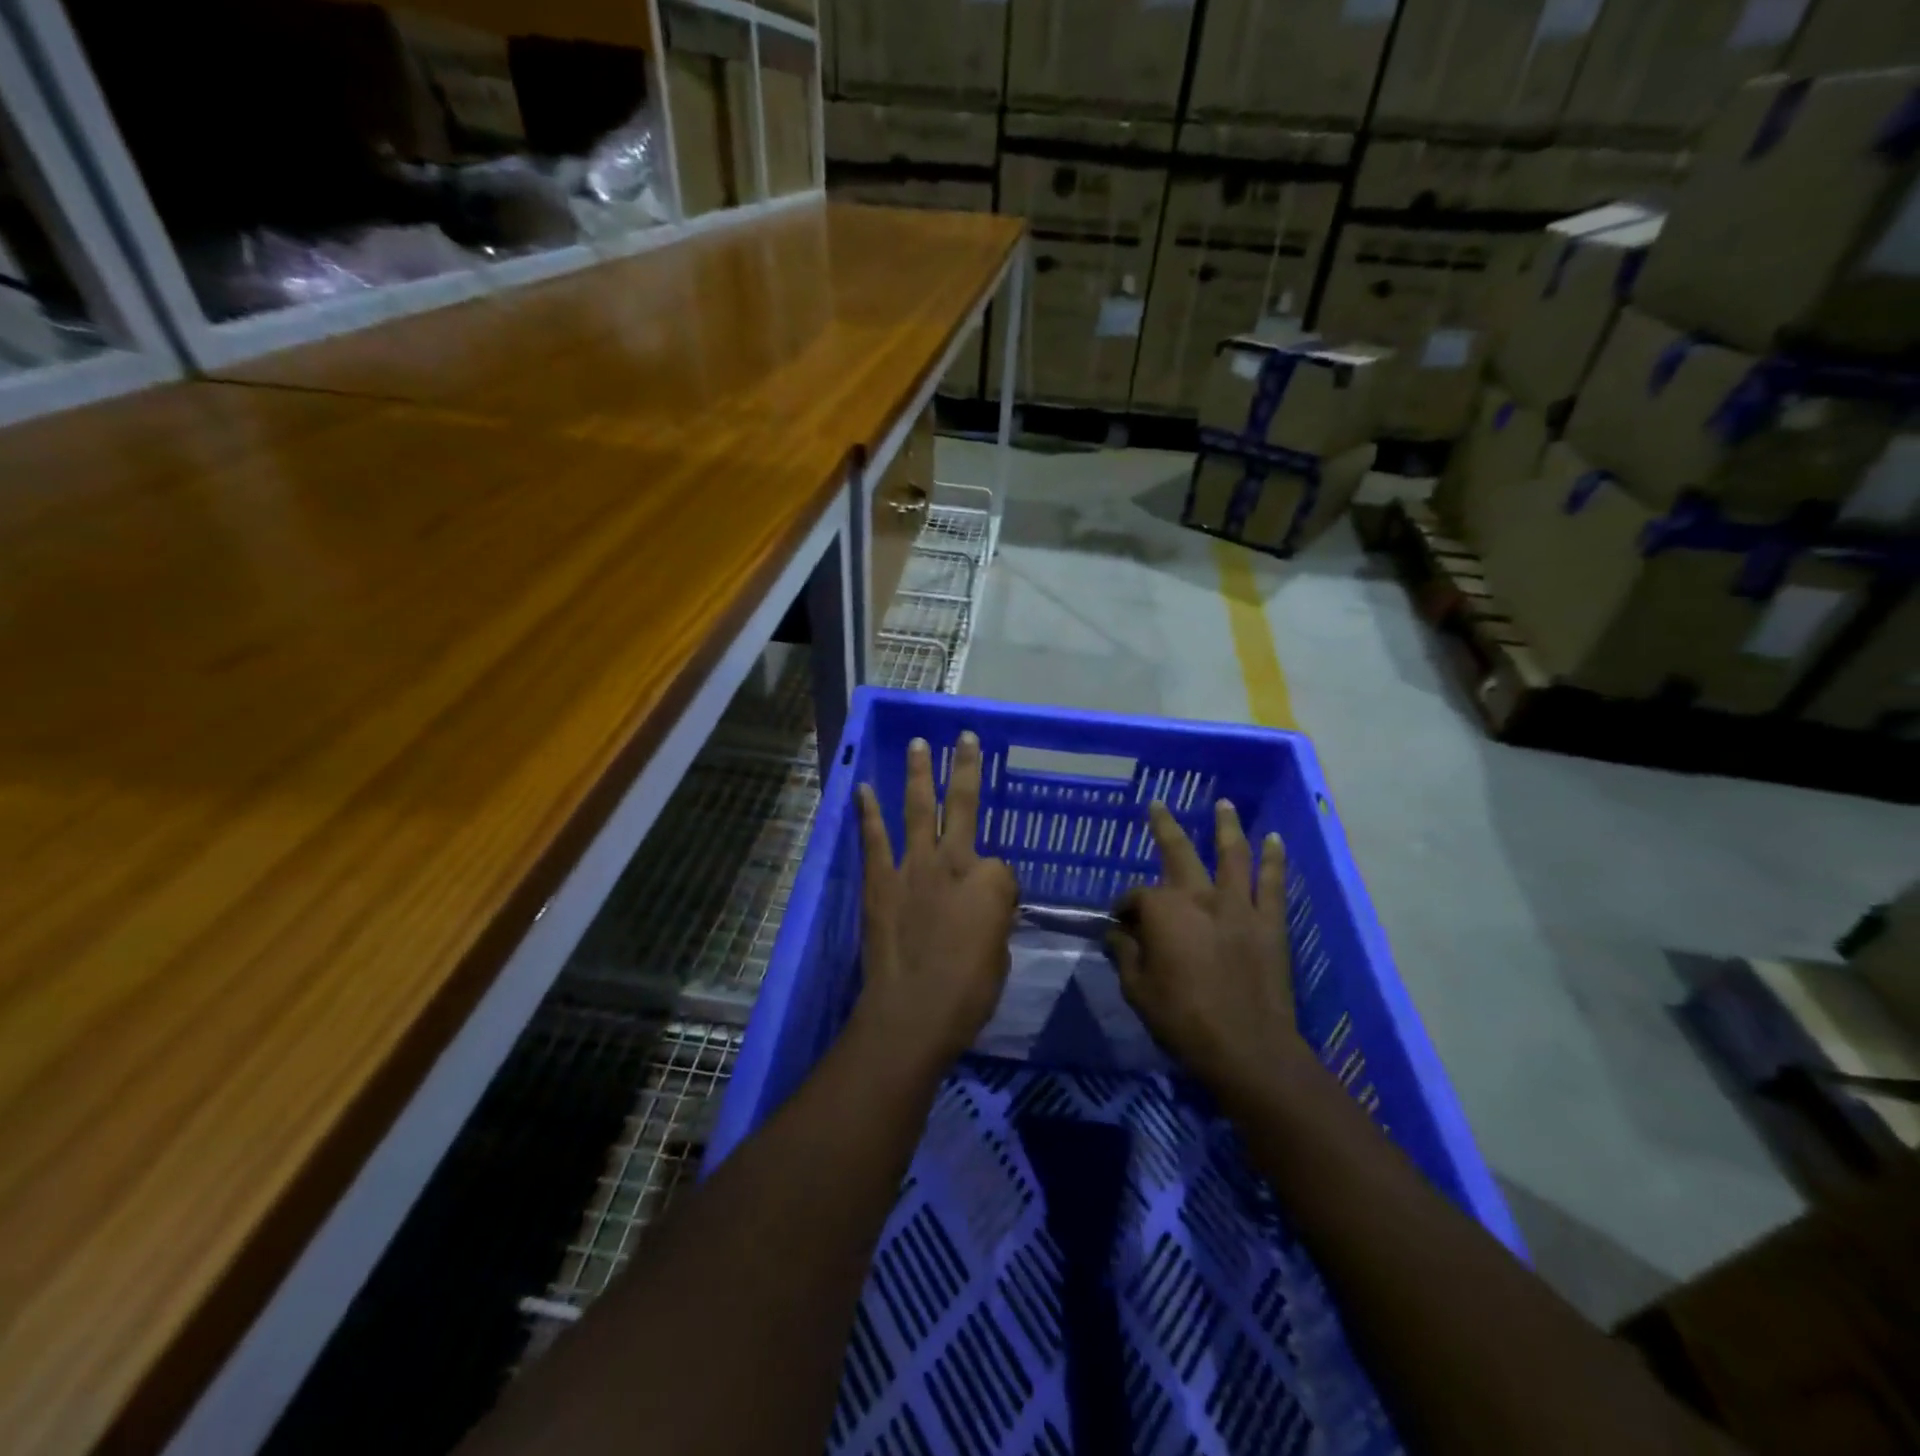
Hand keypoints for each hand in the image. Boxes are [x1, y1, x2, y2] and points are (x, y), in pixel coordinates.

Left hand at [855, 732, 1018, 1070]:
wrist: (912, 1012)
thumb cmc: (968, 993)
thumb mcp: (1000, 955)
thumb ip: (993, 920)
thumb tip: (983, 910)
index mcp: (993, 883)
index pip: (1001, 867)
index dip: (997, 889)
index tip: (989, 913)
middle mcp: (955, 862)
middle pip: (964, 805)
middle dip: (965, 768)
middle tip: (965, 737)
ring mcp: (914, 867)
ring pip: (919, 809)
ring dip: (919, 774)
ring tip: (918, 744)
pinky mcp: (880, 880)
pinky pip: (874, 839)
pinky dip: (868, 812)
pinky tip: (863, 788)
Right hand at [1109, 800, 1301, 1095]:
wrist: (1248, 1049)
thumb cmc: (1183, 1020)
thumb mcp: (1137, 990)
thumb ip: (1125, 955)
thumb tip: (1117, 934)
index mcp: (1163, 912)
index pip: (1136, 897)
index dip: (1124, 908)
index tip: (1120, 925)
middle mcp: (1199, 897)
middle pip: (1178, 852)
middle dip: (1164, 826)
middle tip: (1157, 805)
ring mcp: (1239, 906)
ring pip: (1232, 854)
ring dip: (1226, 826)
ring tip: (1224, 803)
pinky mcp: (1269, 923)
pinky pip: (1273, 883)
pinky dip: (1274, 860)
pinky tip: (1275, 839)